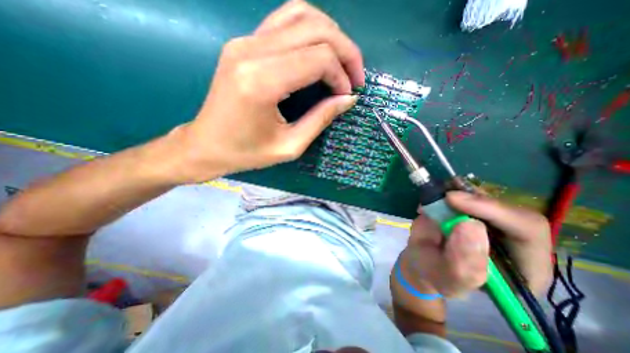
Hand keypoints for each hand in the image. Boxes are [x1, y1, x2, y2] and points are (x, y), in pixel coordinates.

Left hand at [172, 1, 360, 182]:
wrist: (206, 145)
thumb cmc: (247, 153)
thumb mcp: (289, 146)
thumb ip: (320, 119)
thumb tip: (348, 99)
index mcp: (262, 82)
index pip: (318, 57)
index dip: (341, 75)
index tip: (346, 96)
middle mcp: (251, 51)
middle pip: (316, 29)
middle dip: (345, 51)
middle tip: (355, 77)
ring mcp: (245, 41)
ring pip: (301, 14)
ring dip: (331, 35)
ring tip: (341, 63)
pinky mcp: (243, 43)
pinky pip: (285, 21)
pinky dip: (311, 32)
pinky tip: (319, 54)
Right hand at [403, 190, 551, 298]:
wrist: (422, 262)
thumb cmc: (436, 275)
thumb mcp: (448, 279)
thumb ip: (464, 263)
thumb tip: (470, 224)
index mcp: (524, 267)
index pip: (527, 231)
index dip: (493, 210)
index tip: (453, 200)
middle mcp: (513, 240)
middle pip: (508, 208)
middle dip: (475, 200)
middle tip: (444, 196)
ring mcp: (490, 221)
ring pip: (486, 196)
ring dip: (461, 190)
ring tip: (438, 195)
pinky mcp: (471, 209)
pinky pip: (467, 191)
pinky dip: (450, 187)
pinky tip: (437, 194)